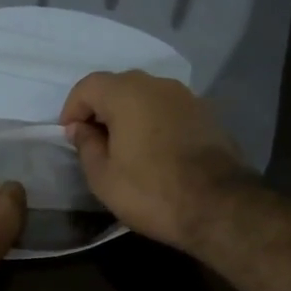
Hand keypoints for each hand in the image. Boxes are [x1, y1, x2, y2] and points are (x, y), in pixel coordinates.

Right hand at [59, 70, 254, 248]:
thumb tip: (81, 128)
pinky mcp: (207, 114)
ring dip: (130, 115)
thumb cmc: (151, 191)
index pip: (88, 86)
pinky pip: (169, 110)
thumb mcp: (103, 177)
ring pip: (146, 97)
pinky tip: (154, 151)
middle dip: (101, 110)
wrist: (220, 206)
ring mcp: (187, 97)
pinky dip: (155, 122)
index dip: (72, 109)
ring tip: (125, 148)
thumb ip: (86, 145)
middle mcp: (158, 84)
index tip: (70, 136)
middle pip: (118, 86)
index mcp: (127, 93)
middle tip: (94, 142)